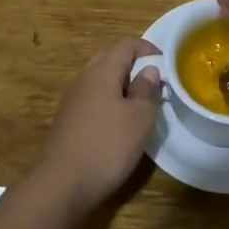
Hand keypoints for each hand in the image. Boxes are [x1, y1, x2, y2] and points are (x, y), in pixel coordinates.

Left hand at [34, 37, 162, 213]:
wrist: (61, 184)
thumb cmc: (107, 146)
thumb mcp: (139, 118)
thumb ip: (146, 90)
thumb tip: (149, 70)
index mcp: (102, 71)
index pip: (126, 44)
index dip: (148, 49)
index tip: (166, 65)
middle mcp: (84, 78)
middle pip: (110, 58)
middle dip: (134, 65)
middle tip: (154, 83)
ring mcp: (72, 99)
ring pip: (100, 79)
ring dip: (121, 85)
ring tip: (140, 105)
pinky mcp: (68, 120)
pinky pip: (92, 98)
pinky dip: (109, 101)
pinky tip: (118, 124)